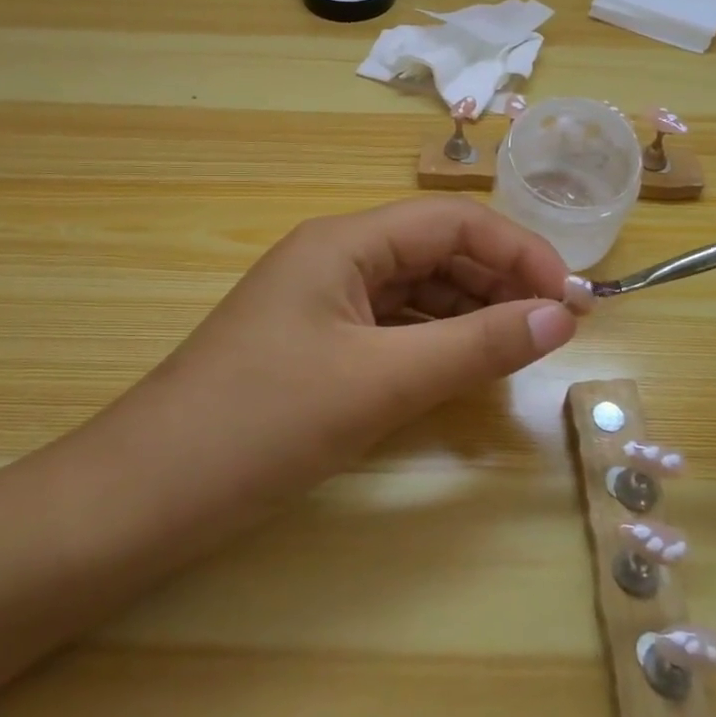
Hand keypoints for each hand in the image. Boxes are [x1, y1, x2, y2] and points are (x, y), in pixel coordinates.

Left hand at [101, 197, 578, 523]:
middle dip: (499, 281)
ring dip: (469, 311)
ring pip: (414, 289)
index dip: (520, 252)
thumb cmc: (262, 424)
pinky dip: (432, 340)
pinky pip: (388, 325)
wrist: (143, 494)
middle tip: (555, 330)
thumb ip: (476, 346)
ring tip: (519, 348)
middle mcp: (332, 256)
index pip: (453, 222)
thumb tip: (562, 318)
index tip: (572, 302)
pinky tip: (461, 367)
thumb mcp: (381, 384)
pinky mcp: (311, 343)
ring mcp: (319, 301)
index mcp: (344, 241)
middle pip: (435, 250)